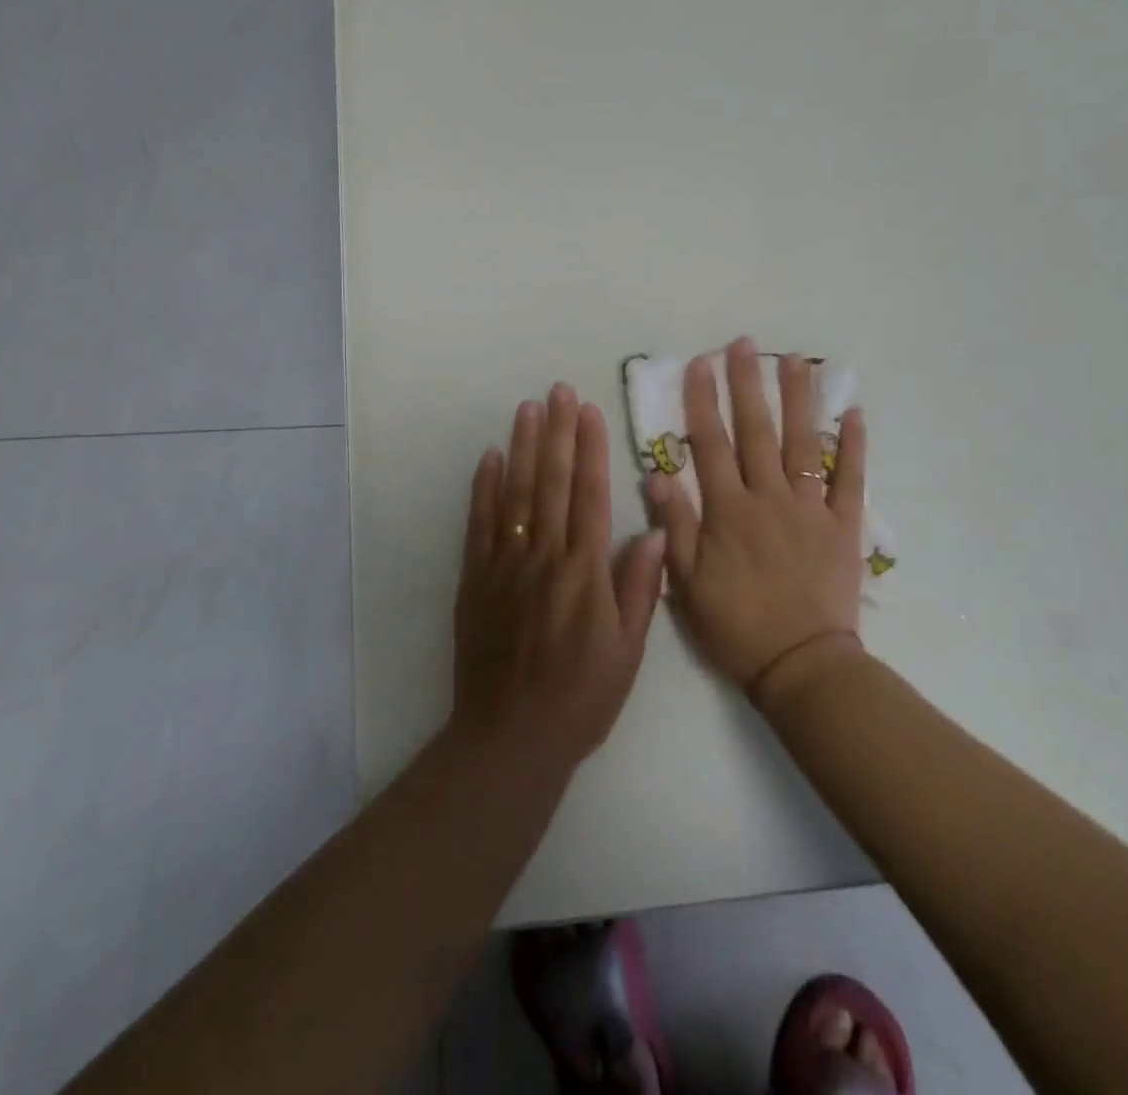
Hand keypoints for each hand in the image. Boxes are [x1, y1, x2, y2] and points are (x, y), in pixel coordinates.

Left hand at [451, 384, 668, 774]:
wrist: (511, 736)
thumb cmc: (581, 697)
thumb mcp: (627, 650)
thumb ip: (639, 587)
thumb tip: (652, 529)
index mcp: (585, 572)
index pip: (589, 495)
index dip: (590, 449)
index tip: (590, 411)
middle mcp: (544, 557)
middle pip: (551, 482)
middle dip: (557, 432)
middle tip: (558, 390)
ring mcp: (504, 566)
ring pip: (514, 493)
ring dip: (522, 447)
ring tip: (528, 408)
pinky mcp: (474, 580)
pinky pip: (478, 525)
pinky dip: (483, 488)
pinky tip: (489, 457)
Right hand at [645, 338, 868, 698]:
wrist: (801, 666)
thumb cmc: (736, 626)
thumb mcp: (687, 583)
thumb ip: (674, 525)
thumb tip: (656, 474)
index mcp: (728, 511)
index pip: (711, 444)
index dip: (702, 401)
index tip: (699, 364)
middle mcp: (769, 498)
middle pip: (756, 431)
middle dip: (747, 384)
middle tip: (744, 345)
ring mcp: (810, 508)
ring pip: (803, 443)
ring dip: (798, 399)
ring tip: (795, 360)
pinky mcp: (843, 526)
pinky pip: (851, 479)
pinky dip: (854, 446)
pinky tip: (853, 412)